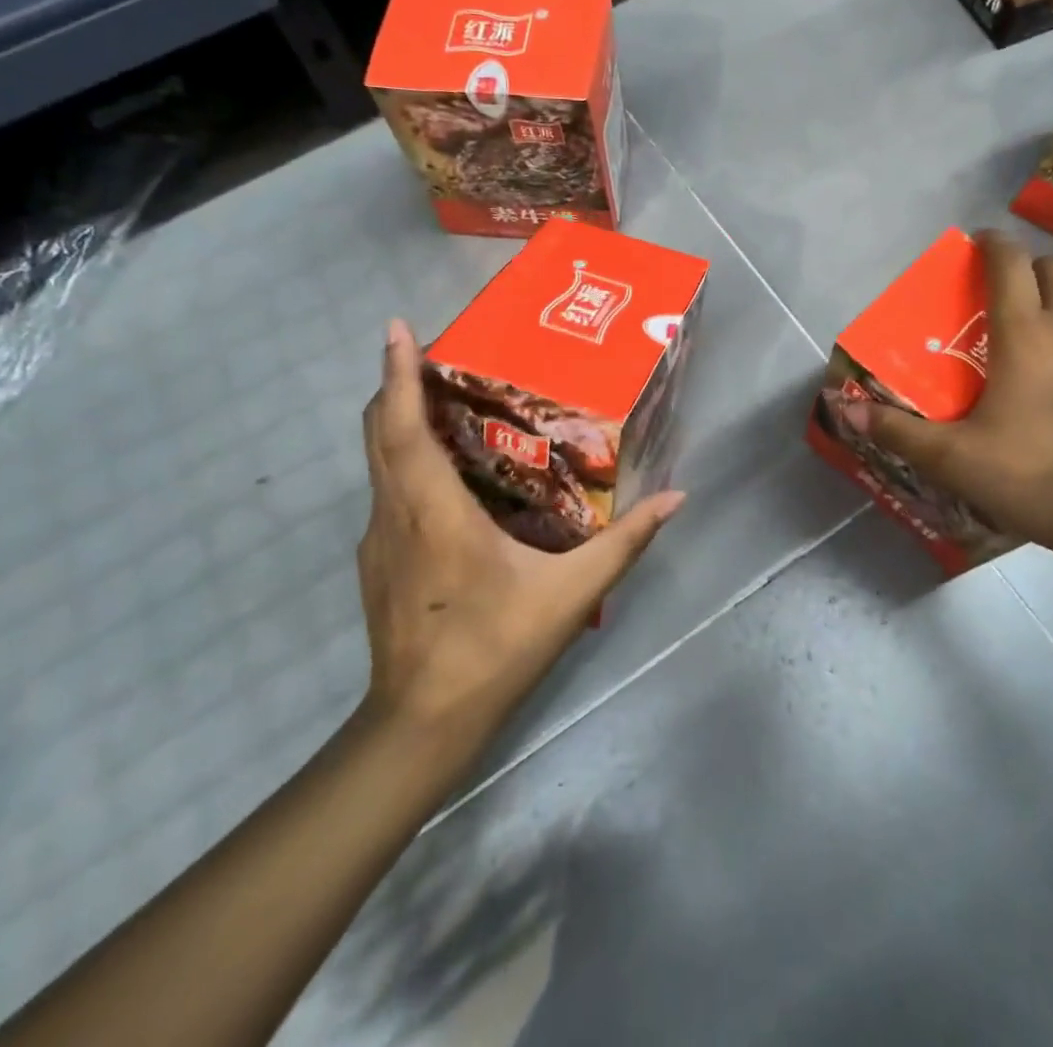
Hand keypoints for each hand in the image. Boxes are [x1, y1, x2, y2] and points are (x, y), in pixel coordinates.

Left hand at [355, 319, 682, 764]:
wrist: (421, 724)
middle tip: (434, 353)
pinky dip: (404, 458)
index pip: (404, 427)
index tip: (398, 329)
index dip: (398, 373)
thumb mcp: (571, 594)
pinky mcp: (375, 560)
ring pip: (378, 460)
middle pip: (379, 431)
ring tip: (442, 398)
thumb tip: (677, 497)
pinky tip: (445, 473)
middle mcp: (394, 513)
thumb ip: (627, 542)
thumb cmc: (495, 648)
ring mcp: (376, 538)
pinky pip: (385, 489)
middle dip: (395, 383)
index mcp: (434, 511)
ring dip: (398, 419)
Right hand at [840, 231, 1052, 592]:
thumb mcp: (959, 462)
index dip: (989, 244)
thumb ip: (900, 432)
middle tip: (1008, 300)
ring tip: (1051, 335)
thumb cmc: (1046, 481)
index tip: (976, 243)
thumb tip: (847, 409)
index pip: (1007, 262)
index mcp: (1027, 333)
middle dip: (1027, 270)